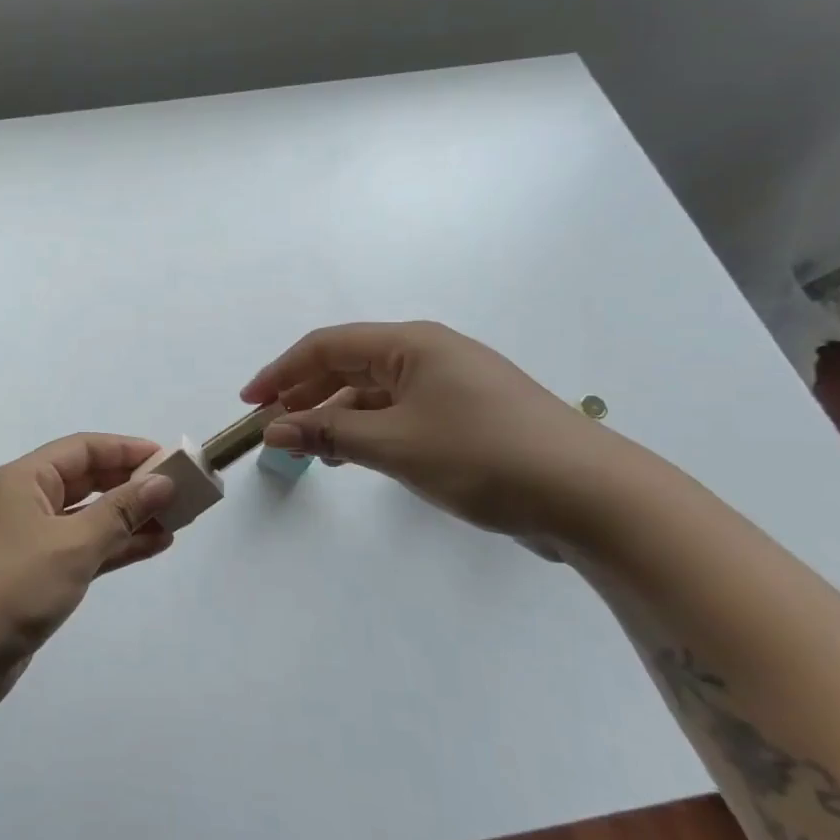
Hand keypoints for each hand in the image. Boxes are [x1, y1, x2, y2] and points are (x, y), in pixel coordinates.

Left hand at [0, 434, 176, 708]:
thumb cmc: (15, 584)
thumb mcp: (73, 543)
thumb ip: (120, 511)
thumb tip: (162, 482)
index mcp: (26, 479)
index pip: (84, 449)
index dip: (127, 450)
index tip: (169, 458)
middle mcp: (27, 501)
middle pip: (87, 480)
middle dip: (132, 484)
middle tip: (179, 490)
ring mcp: (32, 539)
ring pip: (88, 517)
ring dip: (129, 517)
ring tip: (176, 519)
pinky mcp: (38, 574)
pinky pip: (84, 548)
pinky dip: (115, 546)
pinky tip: (152, 545)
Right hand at [241, 322, 636, 552]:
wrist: (590, 496)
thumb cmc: (483, 456)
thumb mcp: (394, 445)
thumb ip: (328, 432)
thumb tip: (273, 428)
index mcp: (411, 344)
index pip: (327, 347)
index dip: (281, 371)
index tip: (249, 403)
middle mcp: (428, 355)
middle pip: (347, 366)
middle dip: (305, 395)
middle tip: (271, 430)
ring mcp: (449, 386)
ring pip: (371, 393)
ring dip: (334, 416)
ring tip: (307, 448)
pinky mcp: (463, 417)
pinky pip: (397, 414)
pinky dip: (366, 431)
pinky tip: (351, 455)